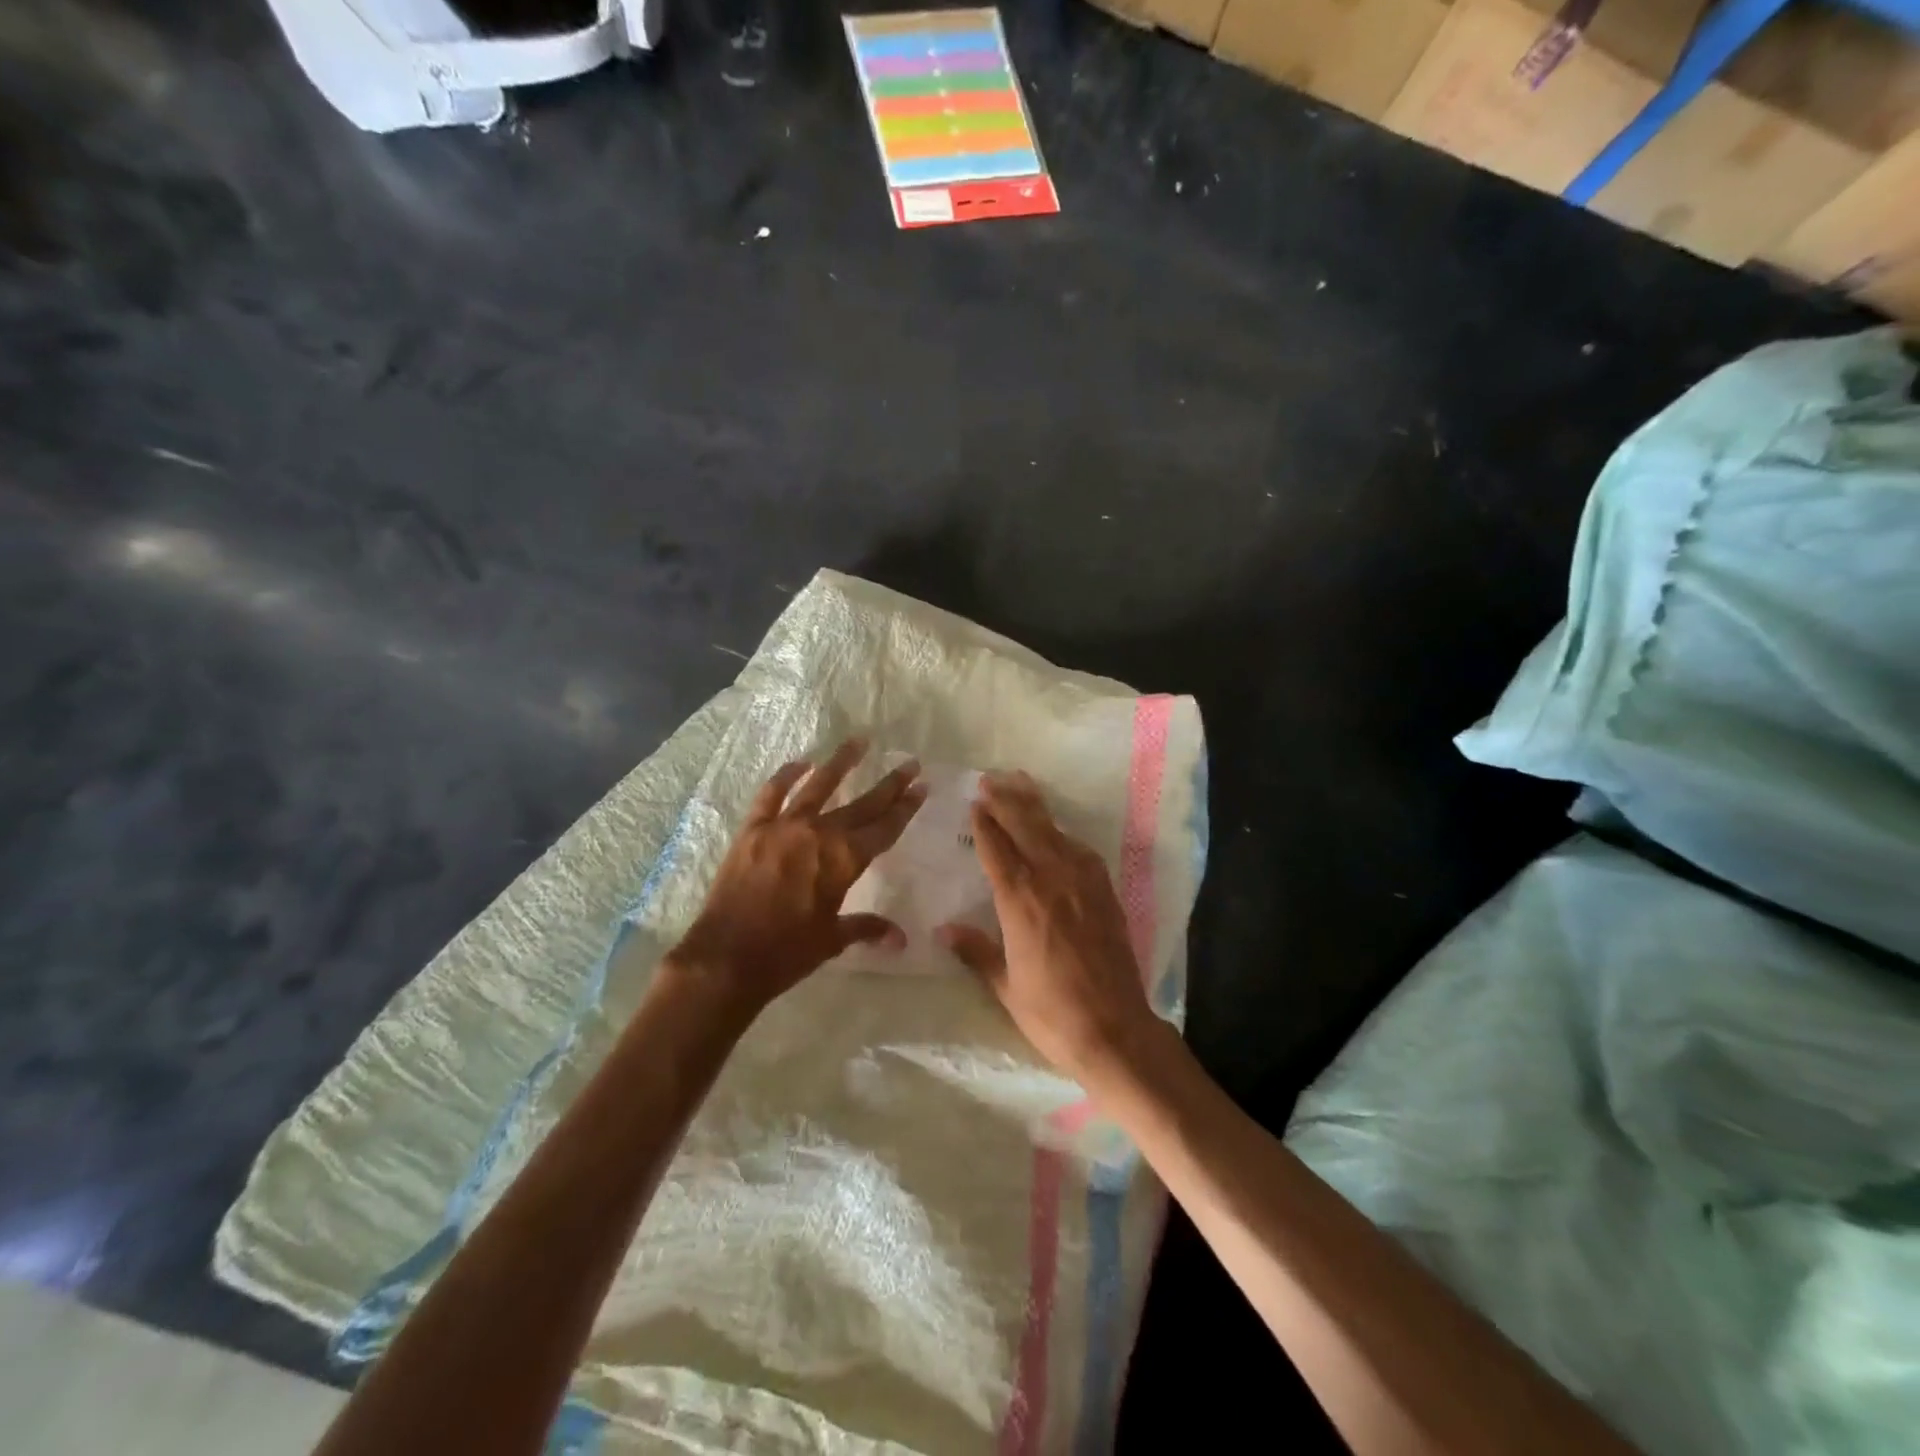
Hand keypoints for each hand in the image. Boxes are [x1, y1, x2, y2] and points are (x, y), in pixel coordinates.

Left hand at [668, 740, 925, 1013]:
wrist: (725, 958)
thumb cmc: (786, 953)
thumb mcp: (832, 940)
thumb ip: (866, 928)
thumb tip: (900, 939)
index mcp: (845, 860)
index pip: (884, 828)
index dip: (905, 808)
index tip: (921, 786)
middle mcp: (820, 833)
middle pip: (862, 804)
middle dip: (889, 784)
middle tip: (910, 763)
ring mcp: (784, 826)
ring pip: (819, 786)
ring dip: (841, 763)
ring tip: (859, 741)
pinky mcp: (753, 829)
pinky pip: (772, 794)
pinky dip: (787, 776)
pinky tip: (801, 763)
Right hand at [938, 772, 1161, 1082]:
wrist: (1115, 1028)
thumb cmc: (1051, 1012)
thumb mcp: (1005, 985)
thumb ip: (975, 951)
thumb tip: (943, 931)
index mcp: (1020, 901)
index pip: (996, 849)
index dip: (985, 823)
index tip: (974, 802)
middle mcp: (1051, 880)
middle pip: (1026, 827)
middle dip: (1007, 800)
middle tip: (990, 779)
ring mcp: (1083, 882)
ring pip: (1054, 831)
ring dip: (1035, 806)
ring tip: (1020, 783)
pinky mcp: (1105, 891)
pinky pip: (1080, 850)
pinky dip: (1062, 833)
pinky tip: (1056, 830)